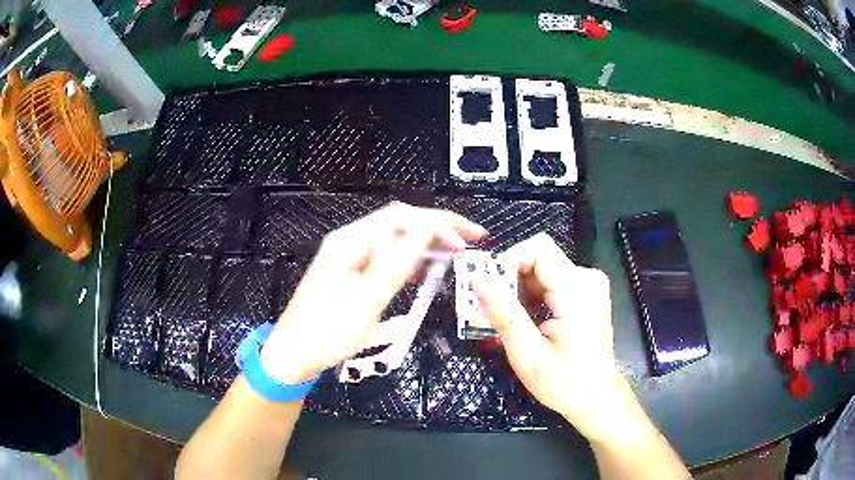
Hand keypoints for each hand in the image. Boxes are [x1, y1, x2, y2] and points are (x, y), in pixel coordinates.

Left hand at [261, 202, 486, 384]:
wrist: (293, 354)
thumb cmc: (326, 332)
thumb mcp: (365, 302)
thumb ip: (396, 265)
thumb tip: (425, 230)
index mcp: (351, 242)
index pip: (402, 218)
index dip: (438, 224)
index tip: (466, 241)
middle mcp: (351, 242)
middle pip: (399, 223)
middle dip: (436, 227)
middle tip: (469, 240)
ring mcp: (351, 257)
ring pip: (395, 239)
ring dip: (425, 242)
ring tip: (453, 253)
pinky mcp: (353, 273)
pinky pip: (387, 257)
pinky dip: (410, 259)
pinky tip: (424, 270)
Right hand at [472, 233, 625, 438]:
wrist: (596, 397)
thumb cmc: (565, 383)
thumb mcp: (528, 355)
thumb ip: (503, 314)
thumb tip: (477, 279)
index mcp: (577, 292)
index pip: (538, 249)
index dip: (507, 260)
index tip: (487, 287)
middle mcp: (588, 279)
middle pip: (538, 259)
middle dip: (509, 280)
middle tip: (489, 310)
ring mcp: (589, 285)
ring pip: (542, 271)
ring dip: (519, 291)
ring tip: (506, 320)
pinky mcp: (587, 292)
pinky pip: (551, 281)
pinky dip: (532, 296)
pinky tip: (526, 321)